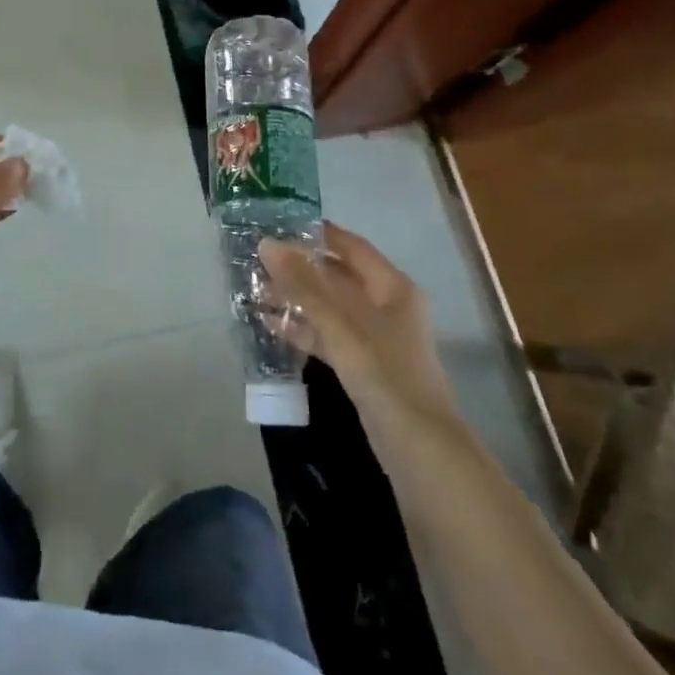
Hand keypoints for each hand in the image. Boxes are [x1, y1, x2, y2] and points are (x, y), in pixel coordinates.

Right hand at [259, 222, 456, 429]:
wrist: (419, 449)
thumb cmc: (384, 373)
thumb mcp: (340, 325)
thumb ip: (303, 285)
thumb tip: (266, 244)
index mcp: (391, 287)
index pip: (350, 246)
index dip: (317, 234)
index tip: (279, 225)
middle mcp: (385, 305)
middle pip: (337, 276)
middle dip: (299, 269)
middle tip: (257, 260)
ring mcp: (374, 338)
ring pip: (329, 308)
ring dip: (296, 300)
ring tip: (255, 290)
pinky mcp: (363, 366)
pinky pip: (328, 336)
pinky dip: (303, 329)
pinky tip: (271, 325)